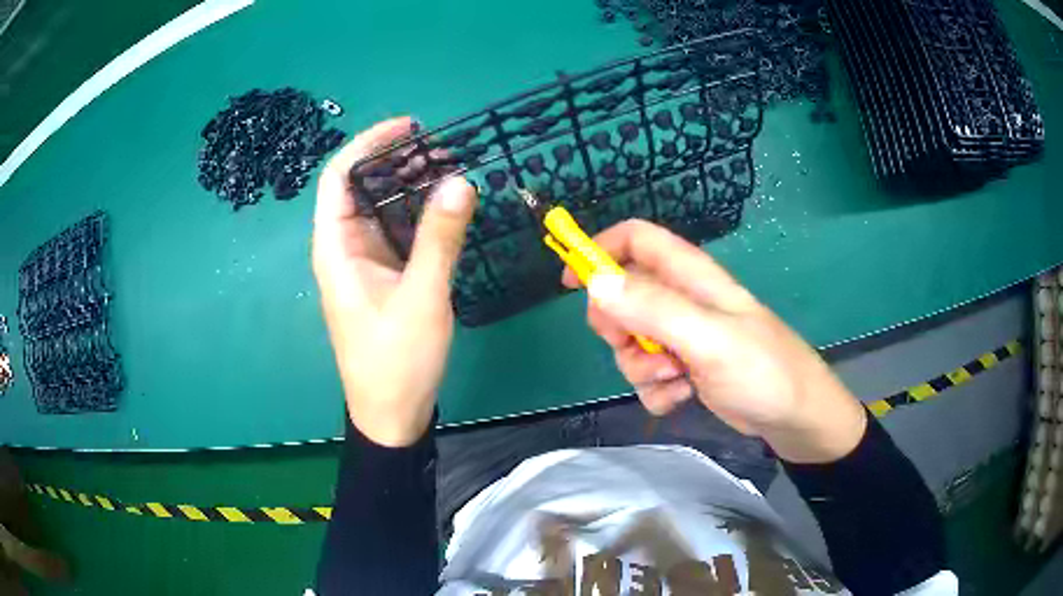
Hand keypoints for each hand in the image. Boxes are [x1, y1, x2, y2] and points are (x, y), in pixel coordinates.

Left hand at [313, 117, 477, 446]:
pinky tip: (447, 205)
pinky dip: (418, 213)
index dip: (368, 144)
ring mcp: (363, 263)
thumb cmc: (396, 361)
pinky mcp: (382, 276)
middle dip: (396, 161)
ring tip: (450, 168)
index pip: (338, 177)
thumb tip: (460, 180)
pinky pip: (396, 232)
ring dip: (410, 186)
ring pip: (380, 209)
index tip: (408, 126)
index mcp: (335, 248)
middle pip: (360, 187)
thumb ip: (440, 238)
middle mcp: (343, 248)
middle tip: (442, 148)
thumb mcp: (422, 298)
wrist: (392, 414)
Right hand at [566, 220, 866, 462]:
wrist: (794, 417)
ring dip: (640, 367)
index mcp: (691, 276)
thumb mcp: (709, 338)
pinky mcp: (686, 369)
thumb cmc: (763, 369)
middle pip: (622, 295)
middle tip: (632, 345)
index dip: (601, 250)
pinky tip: (682, 397)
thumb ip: (654, 309)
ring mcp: (683, 337)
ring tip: (675, 379)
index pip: (637, 239)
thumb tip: (596, 283)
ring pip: (632, 342)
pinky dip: (657, 390)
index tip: (573, 283)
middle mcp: (683, 301)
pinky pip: (649, 375)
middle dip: (617, 326)